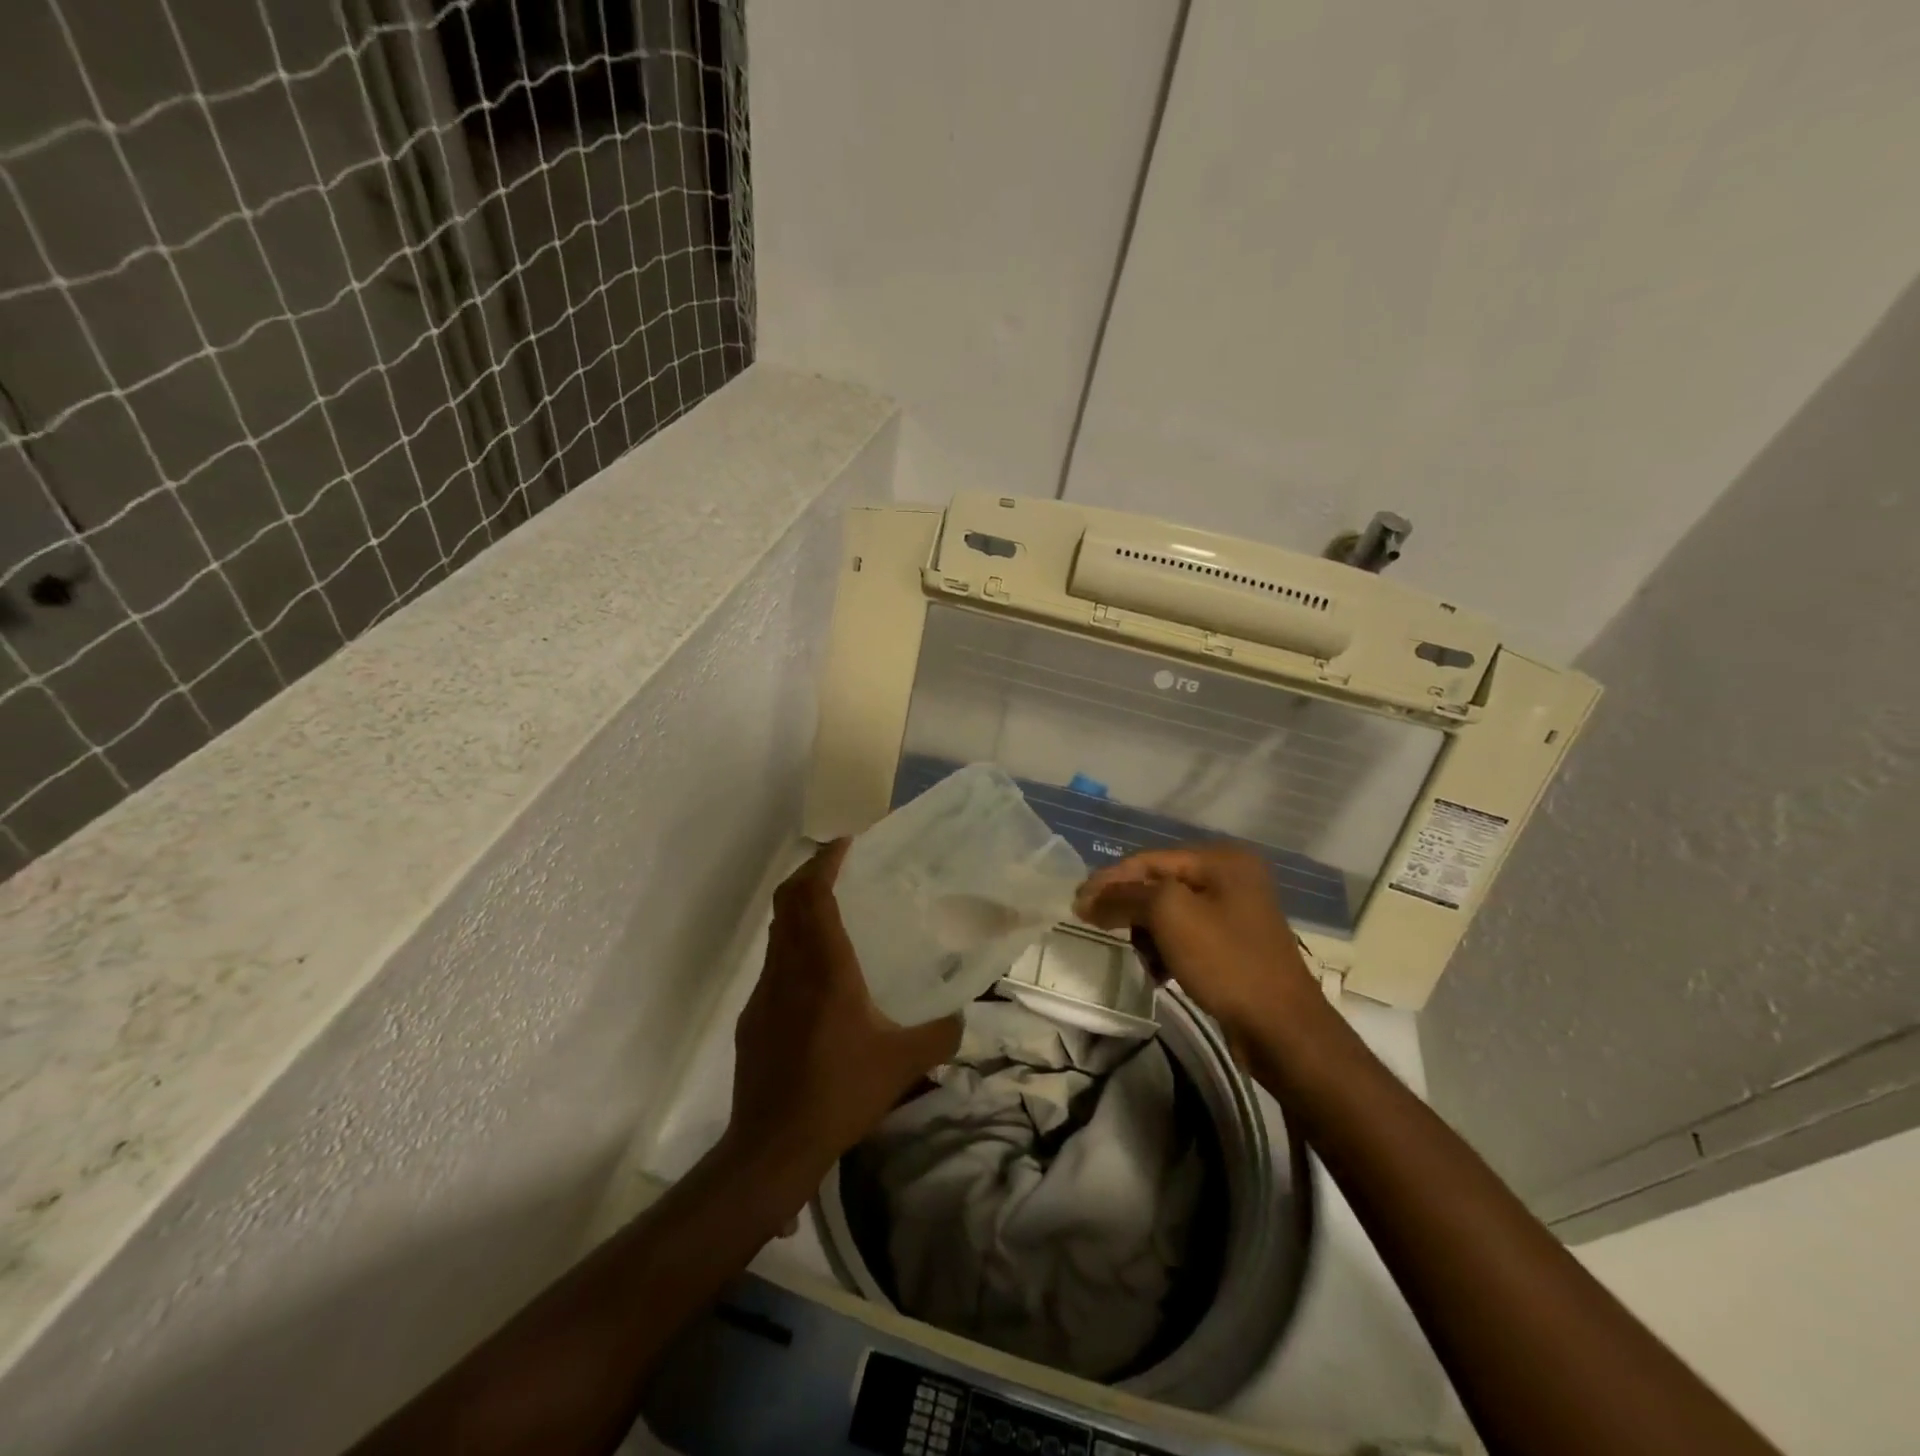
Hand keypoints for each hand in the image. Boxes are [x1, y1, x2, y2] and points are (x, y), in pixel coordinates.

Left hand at [728, 840, 961, 1178]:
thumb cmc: (840, 1093)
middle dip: (809, 874)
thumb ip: (941, 1033)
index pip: (812, 896)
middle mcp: (789, 969)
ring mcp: (764, 993)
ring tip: (833, 915)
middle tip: (839, 867)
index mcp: (824, 969)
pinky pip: (773, 965)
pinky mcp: (753, 1018)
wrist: (773, 1146)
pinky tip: (817, 979)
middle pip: (787, 902)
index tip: (845, 844)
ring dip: (799, 911)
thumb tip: (962, 1015)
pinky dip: (793, 949)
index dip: (825, 862)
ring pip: (777, 933)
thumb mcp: (904, 1063)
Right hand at [1074, 844, 1318, 1040]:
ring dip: (1147, 934)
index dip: (1110, 880)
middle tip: (1094, 927)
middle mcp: (1231, 877)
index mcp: (1221, 859)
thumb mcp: (1169, 916)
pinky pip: (1186, 937)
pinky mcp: (1235, 945)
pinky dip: (1167, 951)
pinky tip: (1160, 974)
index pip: (1149, 860)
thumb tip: (1088, 898)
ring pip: (1169, 913)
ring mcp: (1236, 912)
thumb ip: (1125, 896)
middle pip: (1158, 884)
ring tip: (1141, 958)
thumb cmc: (1226, 961)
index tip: (1076, 905)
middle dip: (1129, 909)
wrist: (1282, 1029)